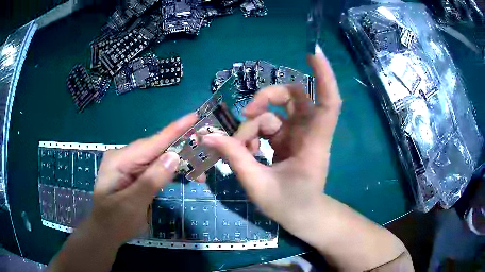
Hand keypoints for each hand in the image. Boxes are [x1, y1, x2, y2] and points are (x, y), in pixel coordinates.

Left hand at [85, 113, 197, 245]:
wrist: (106, 233)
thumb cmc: (115, 221)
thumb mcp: (131, 204)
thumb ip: (151, 180)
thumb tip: (174, 156)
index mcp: (120, 160)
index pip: (151, 143)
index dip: (174, 130)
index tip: (194, 116)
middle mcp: (125, 157)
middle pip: (157, 149)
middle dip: (181, 150)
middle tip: (206, 152)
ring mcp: (131, 166)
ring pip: (159, 159)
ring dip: (179, 163)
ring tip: (199, 172)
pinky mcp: (137, 175)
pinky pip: (157, 168)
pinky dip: (171, 172)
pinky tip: (184, 175)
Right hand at [202, 45, 341, 230]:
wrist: (303, 216)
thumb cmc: (290, 205)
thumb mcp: (258, 185)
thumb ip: (235, 157)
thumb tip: (208, 135)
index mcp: (313, 143)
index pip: (328, 102)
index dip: (324, 76)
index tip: (314, 52)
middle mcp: (309, 132)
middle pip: (293, 96)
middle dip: (267, 99)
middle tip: (246, 114)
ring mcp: (298, 134)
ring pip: (275, 112)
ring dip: (253, 124)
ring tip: (240, 149)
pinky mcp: (288, 139)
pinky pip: (269, 125)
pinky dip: (253, 134)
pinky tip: (245, 151)